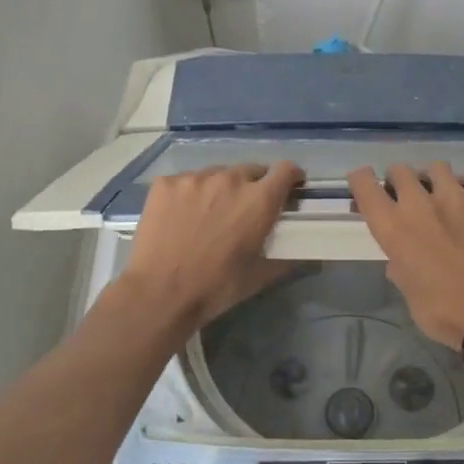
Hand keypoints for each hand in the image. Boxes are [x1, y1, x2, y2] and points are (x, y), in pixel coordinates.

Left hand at [120, 162, 302, 328]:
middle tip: (243, 209)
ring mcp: (195, 178)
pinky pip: (185, 181)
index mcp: (259, 200)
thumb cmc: (216, 287)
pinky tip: (180, 216)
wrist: (159, 293)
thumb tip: (304, 255)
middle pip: (250, 170)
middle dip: (253, 186)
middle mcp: (230, 179)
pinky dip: (189, 193)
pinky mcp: (166, 183)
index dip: (291, 176)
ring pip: (216, 174)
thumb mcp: (259, 276)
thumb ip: (286, 259)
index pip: (286, 170)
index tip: (289, 187)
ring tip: (208, 213)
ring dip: (219, 188)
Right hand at [347, 163, 463, 347]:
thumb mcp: (406, 289)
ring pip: (437, 168)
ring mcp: (457, 197)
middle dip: (399, 181)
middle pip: (400, 170)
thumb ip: (398, 263)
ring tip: (443, 196)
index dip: (362, 180)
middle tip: (408, 196)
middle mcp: (420, 204)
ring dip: (434, 180)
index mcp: (393, 228)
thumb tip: (400, 256)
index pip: (365, 185)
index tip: (366, 184)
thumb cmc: (442, 312)